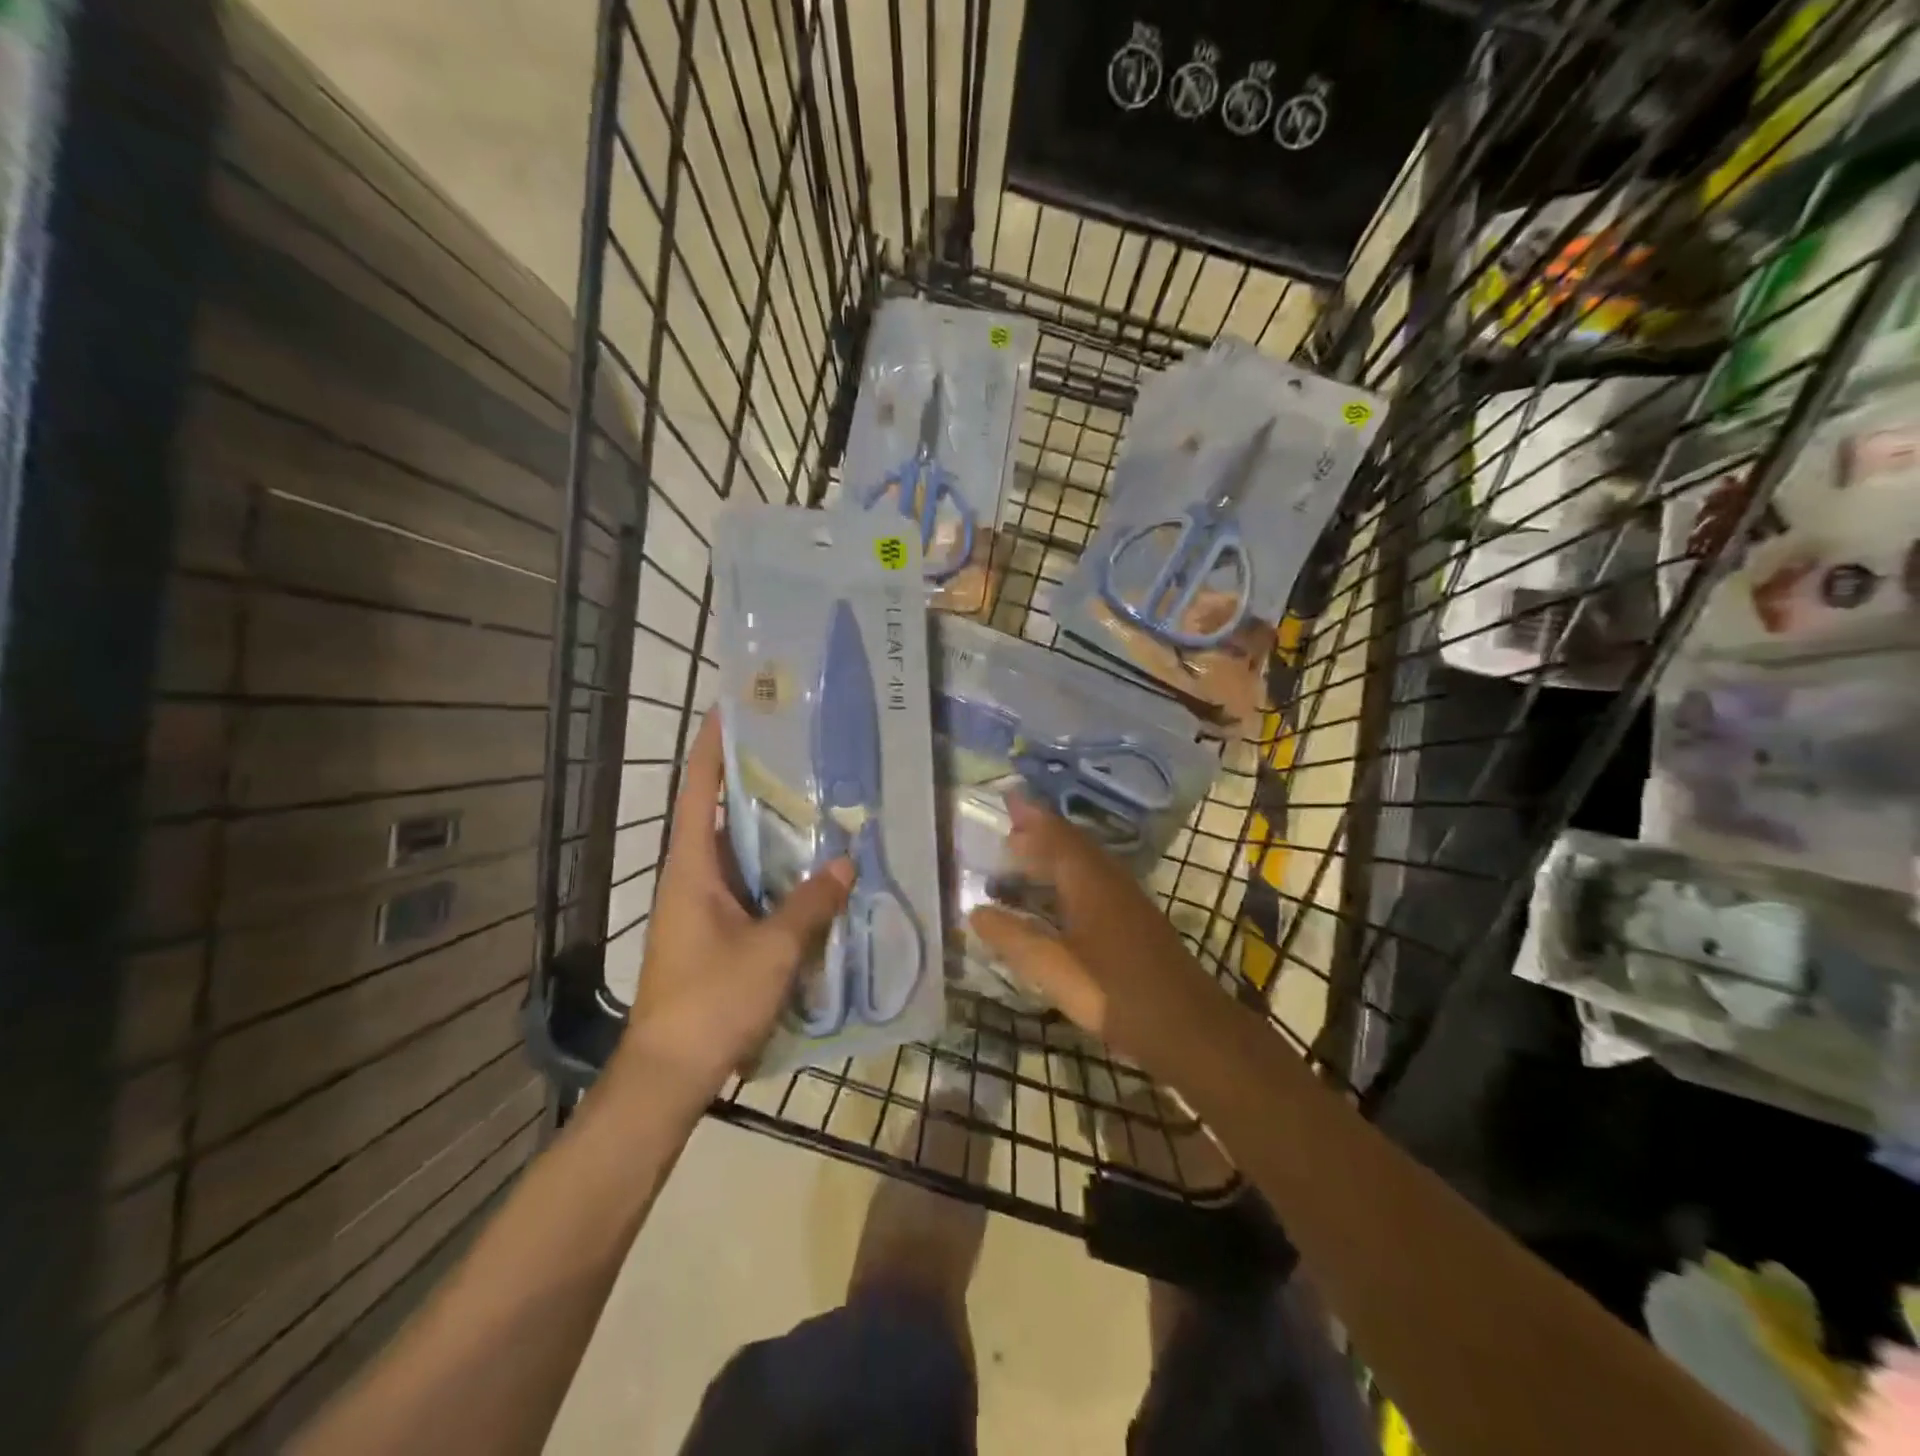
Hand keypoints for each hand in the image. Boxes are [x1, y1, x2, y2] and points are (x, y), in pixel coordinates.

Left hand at [617, 714, 851, 1098]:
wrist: (670, 1074)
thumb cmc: (712, 1001)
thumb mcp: (771, 949)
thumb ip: (810, 902)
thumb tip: (845, 860)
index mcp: (691, 868)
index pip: (697, 791)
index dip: (711, 747)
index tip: (731, 707)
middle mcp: (692, 878)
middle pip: (719, 814)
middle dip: (753, 780)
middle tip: (799, 750)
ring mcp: (702, 907)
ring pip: (737, 852)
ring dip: (769, 828)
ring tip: (816, 799)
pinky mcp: (716, 932)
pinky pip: (749, 885)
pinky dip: (775, 870)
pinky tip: (812, 869)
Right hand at [968, 797, 1228, 1076]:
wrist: (1187, 1028)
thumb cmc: (1115, 993)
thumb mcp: (1054, 968)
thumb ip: (1014, 938)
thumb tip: (976, 912)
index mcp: (1090, 881)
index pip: (1056, 835)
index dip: (1031, 817)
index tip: (1008, 798)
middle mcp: (1110, 880)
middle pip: (1072, 844)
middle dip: (1040, 832)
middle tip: (1008, 827)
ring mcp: (1127, 900)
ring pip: (1086, 863)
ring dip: (1055, 854)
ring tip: (1025, 856)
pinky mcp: (1135, 921)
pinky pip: (1094, 881)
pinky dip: (1069, 877)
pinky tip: (1059, 898)